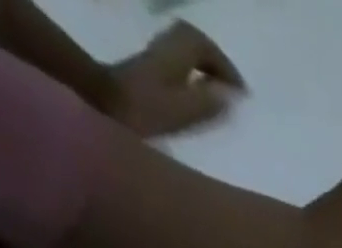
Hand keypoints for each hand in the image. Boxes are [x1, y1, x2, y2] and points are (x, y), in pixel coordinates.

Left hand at [106, 22, 244, 137]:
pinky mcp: (143, 72)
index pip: (203, 45)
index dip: (225, 65)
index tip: (241, 92)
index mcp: (175, 54)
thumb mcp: (180, 110)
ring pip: (182, 52)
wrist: (101, 107)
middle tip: (231, 88)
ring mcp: (151, 59)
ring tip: (218, 93)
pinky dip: (189, 75)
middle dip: (214, 62)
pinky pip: (173, 63)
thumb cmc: (143, 111)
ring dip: (202, 67)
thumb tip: (230, 97)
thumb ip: (207, 102)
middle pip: (192, 42)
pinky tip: (195, 96)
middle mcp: (163, 48)